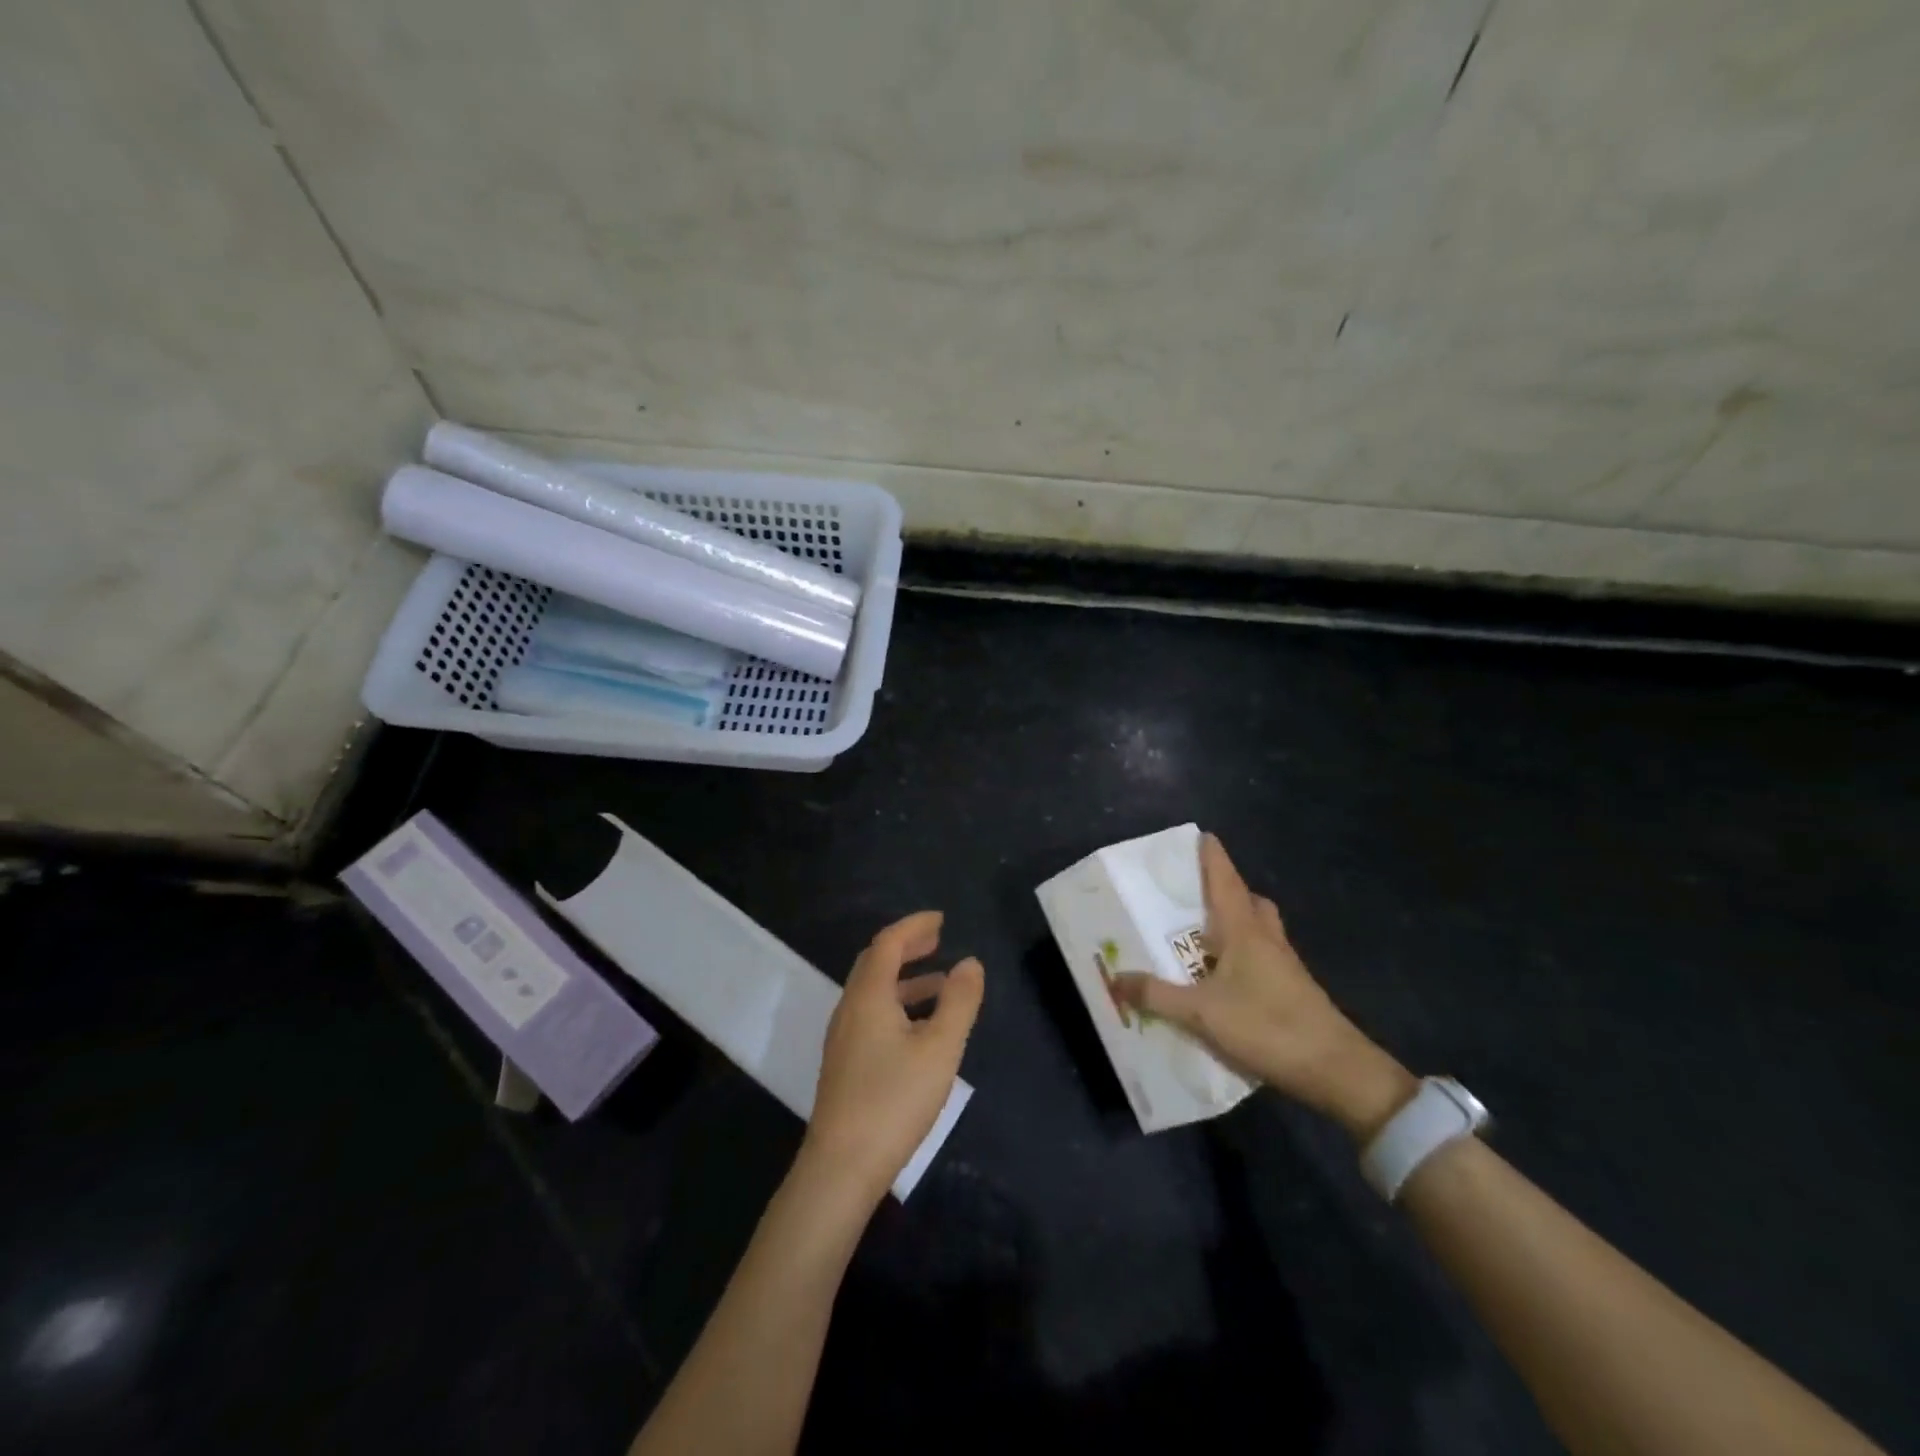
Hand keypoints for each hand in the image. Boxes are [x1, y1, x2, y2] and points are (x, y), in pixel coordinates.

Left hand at [801, 911, 983, 1206]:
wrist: (841, 1167)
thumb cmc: (894, 1100)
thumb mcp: (939, 1048)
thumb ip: (959, 1002)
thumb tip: (970, 962)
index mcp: (868, 996)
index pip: (888, 943)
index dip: (914, 926)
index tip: (941, 919)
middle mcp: (850, 1009)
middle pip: (875, 963)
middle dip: (907, 947)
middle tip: (937, 940)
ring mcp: (843, 1038)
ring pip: (874, 992)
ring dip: (905, 979)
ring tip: (941, 984)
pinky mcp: (845, 1063)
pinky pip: (872, 1014)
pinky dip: (898, 1004)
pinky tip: (920, 1029)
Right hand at [1113, 834, 1414, 1140]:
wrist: (1336, 1070)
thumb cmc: (1267, 1026)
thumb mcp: (1201, 1013)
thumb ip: (1157, 995)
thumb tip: (1115, 977)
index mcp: (1244, 930)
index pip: (1226, 881)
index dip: (1213, 857)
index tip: (1202, 835)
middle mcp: (1266, 939)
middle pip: (1249, 900)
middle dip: (1226, 889)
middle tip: (1196, 893)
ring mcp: (1285, 965)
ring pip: (1260, 928)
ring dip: (1238, 921)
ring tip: (1206, 934)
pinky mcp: (1293, 990)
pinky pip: (1264, 956)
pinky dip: (1244, 953)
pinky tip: (1226, 977)